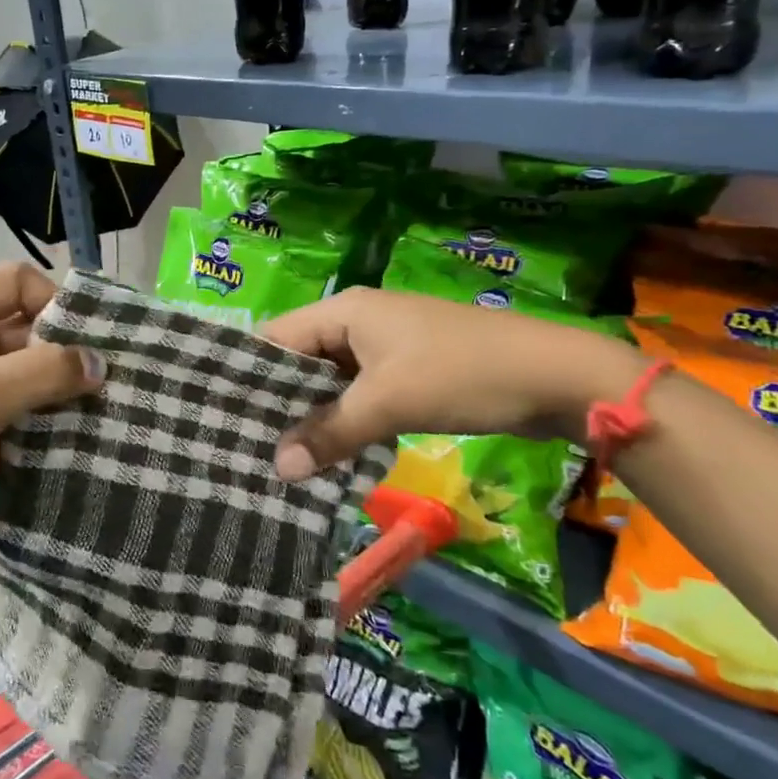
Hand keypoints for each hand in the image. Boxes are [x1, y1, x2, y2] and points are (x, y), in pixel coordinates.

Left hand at [0, 263, 103, 564]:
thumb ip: (45, 371)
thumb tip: (100, 362)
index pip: (17, 281)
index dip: (52, 299)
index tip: (85, 339)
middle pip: (29, 329)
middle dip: (68, 350)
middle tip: (111, 378)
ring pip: (31, 375)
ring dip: (64, 391)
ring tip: (107, 412)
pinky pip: (26, 413)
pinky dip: (51, 422)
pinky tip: (83, 440)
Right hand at [261, 287, 639, 478]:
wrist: (557, 376)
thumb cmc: (463, 374)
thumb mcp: (390, 402)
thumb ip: (331, 433)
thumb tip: (278, 467)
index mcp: (344, 311)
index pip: (276, 338)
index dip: (248, 374)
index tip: (220, 416)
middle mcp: (357, 322)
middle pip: (301, 360)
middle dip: (278, 401)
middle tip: (244, 445)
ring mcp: (384, 347)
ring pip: (330, 381)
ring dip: (312, 415)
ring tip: (278, 456)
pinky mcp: (407, 371)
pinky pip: (359, 394)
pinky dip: (343, 420)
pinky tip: (327, 454)